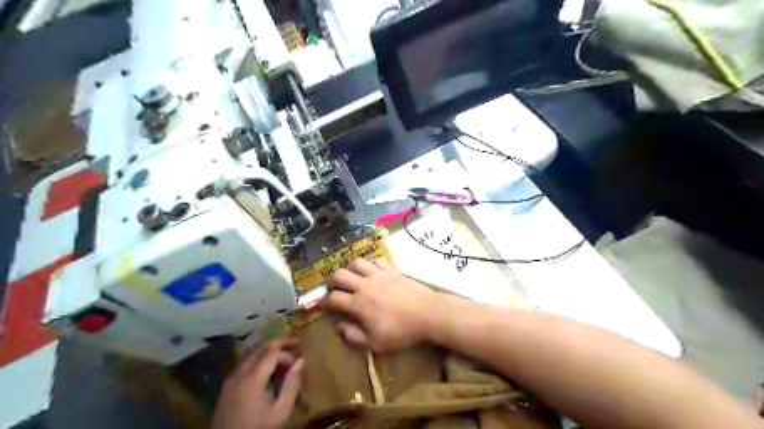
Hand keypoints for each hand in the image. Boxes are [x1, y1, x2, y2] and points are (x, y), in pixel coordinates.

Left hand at [211, 337, 303, 428]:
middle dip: (278, 342)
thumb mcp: (281, 411)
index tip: (297, 365)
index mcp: (253, 378)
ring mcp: (231, 378)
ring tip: (282, 350)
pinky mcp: (227, 385)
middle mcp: (239, 372)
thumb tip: (301, 361)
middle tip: (295, 341)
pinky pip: (243, 361)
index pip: (272, 353)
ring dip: (267, 348)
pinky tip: (266, 363)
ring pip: (250, 352)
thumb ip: (292, 384)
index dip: (287, 354)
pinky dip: (257, 356)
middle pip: (260, 347)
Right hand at [320, 259, 435, 351]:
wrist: (427, 313)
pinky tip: (372, 272)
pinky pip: (375, 260)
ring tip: (351, 277)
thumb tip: (339, 326)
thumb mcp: (375, 343)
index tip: (321, 305)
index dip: (323, 302)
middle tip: (333, 289)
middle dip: (331, 281)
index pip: (333, 299)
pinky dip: (370, 265)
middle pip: (339, 275)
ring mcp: (378, 274)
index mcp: (358, 304)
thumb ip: (353, 336)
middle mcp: (364, 285)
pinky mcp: (391, 270)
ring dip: (349, 269)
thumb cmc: (401, 331)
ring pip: (356, 262)